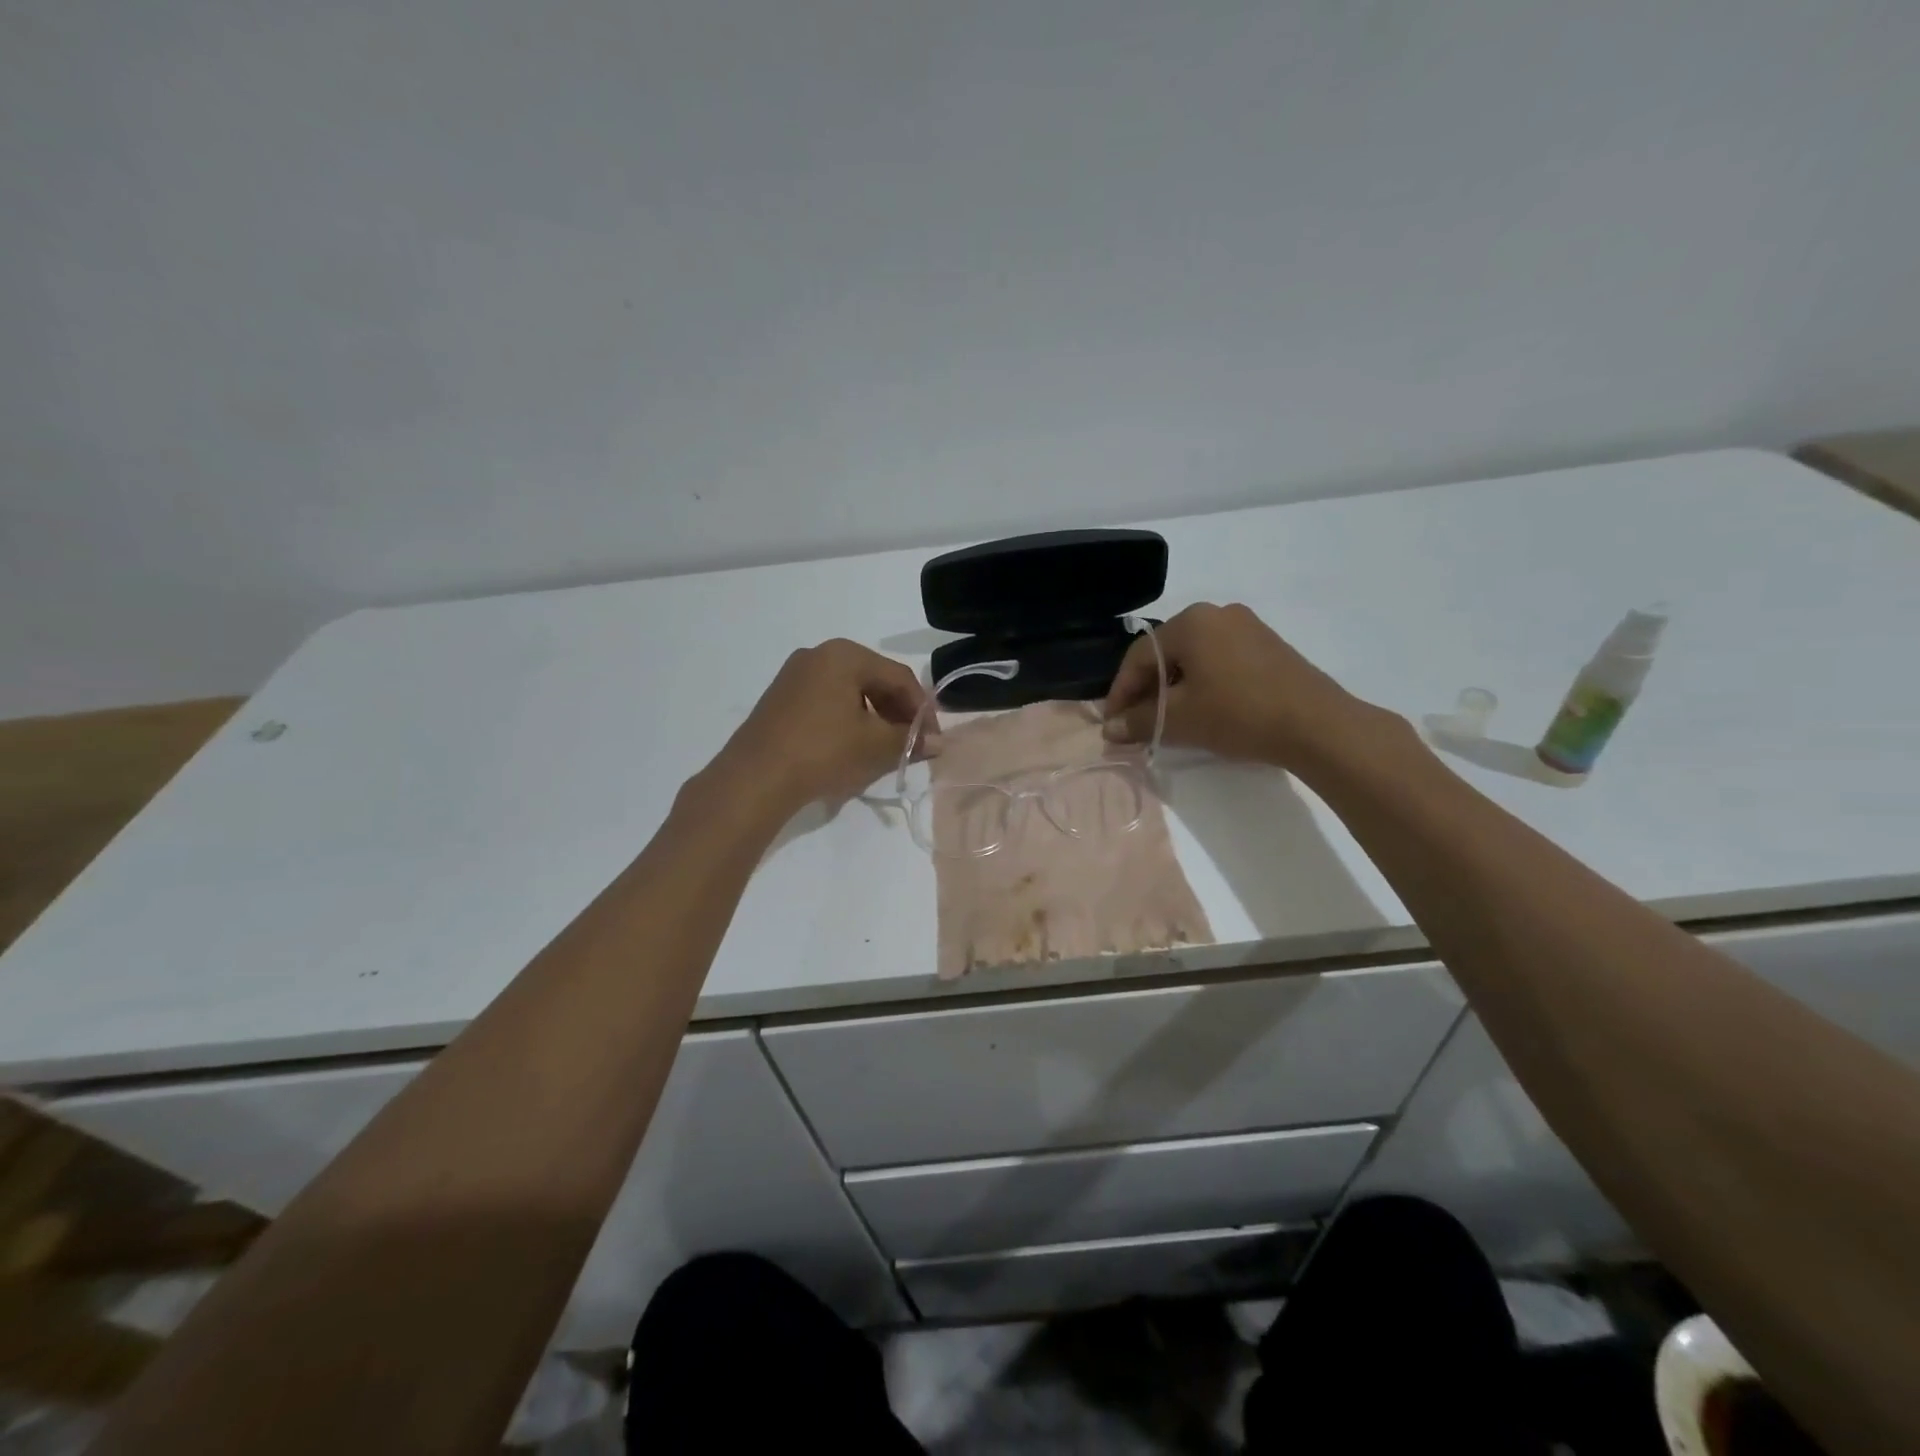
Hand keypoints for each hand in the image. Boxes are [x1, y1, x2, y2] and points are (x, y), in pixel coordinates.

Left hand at [715, 639, 926, 811]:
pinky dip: (848, 721)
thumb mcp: (875, 746)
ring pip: (850, 693)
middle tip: (912, 744)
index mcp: (845, 654)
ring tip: (885, 750)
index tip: (933, 740)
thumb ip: (911, 740)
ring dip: (875, 719)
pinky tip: (852, 748)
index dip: (923, 710)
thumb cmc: (823, 752)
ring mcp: (795, 675)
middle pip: (874, 680)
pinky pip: (827, 702)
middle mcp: (818, 654)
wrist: (755, 779)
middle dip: (898, 714)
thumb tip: (939, 744)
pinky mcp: (781, 698)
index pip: (900, 677)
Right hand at [1101, 603, 1372, 767]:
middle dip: (1147, 691)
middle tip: (1137, 724)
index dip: (1120, 692)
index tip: (1112, 723)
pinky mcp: (1268, 646)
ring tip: (1167, 721)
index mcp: (1191, 622)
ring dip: (1174, 689)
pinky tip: (1202, 710)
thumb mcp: (1180, 720)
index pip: (1139, 656)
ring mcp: (1247, 627)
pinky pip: (1219, 661)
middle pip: (1166, 654)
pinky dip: (1202, 685)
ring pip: (1194, 659)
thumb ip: (1139, 721)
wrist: (1317, 726)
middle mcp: (1217, 614)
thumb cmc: (1239, 714)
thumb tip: (1109, 729)